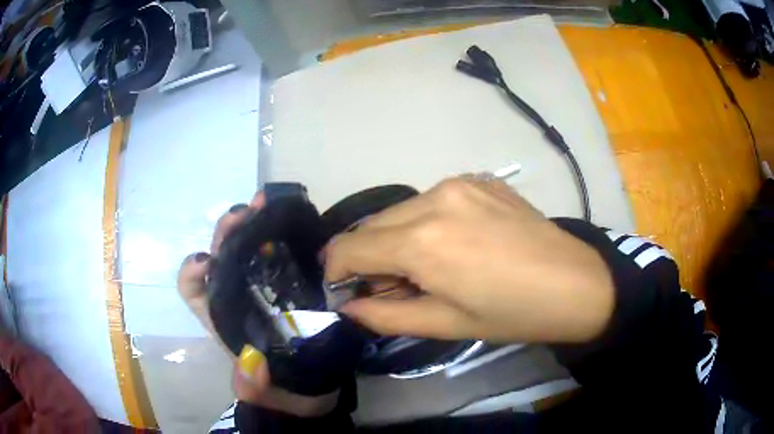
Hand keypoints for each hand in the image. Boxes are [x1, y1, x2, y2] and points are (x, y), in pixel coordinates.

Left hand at [177, 192, 338, 416]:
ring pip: (247, 248)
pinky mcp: (290, 284)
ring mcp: (263, 288)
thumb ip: (256, 386)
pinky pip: (279, 253)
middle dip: (227, 232)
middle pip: (221, 257)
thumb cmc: (288, 391)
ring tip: (267, 205)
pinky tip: (294, 223)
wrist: (319, 389)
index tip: (208, 260)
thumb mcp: (271, 394)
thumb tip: (249, 363)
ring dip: (252, 223)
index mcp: (223, 319)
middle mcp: (237, 298)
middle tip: (248, 213)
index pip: (193, 290)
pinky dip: (281, 234)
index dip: (192, 271)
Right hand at [325, 177, 614, 343]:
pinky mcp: (478, 179)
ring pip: (400, 211)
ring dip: (395, 239)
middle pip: (372, 225)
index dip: (336, 270)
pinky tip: (452, 243)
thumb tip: (348, 306)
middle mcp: (434, 198)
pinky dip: (424, 223)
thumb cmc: (513, 314)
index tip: (341, 290)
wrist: (577, 283)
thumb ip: (386, 315)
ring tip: (423, 268)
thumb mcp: (446, 324)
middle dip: (366, 258)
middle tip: (386, 288)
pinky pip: (432, 200)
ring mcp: (459, 183)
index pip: (351, 248)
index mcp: (423, 241)